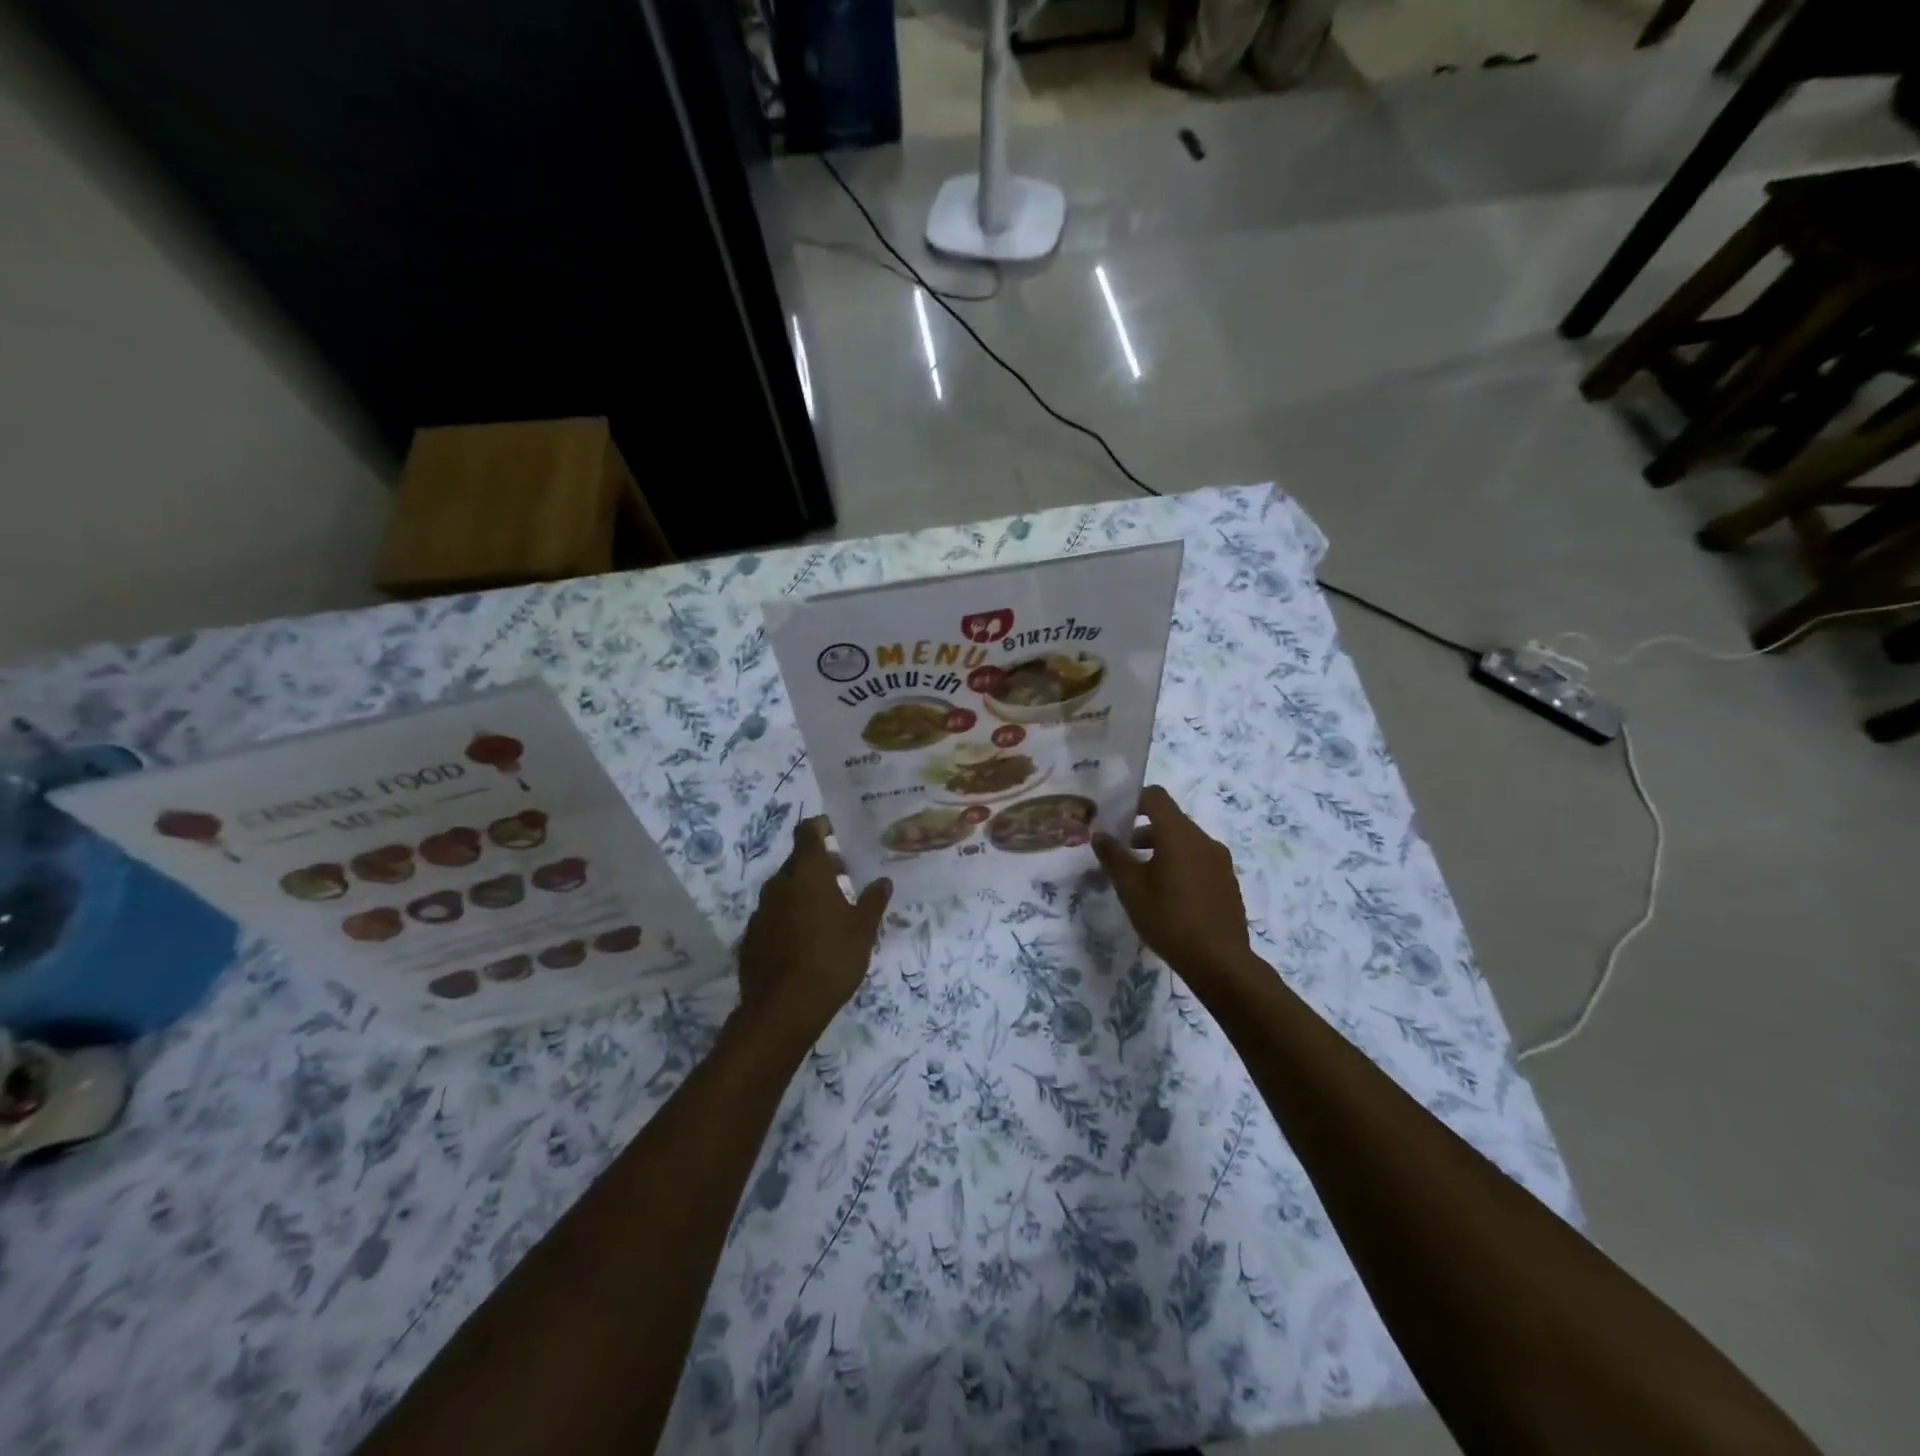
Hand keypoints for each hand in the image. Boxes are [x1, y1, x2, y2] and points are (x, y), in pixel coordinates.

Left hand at [734, 817, 891, 1047]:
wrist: (783, 1008)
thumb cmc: (831, 958)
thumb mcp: (863, 930)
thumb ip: (873, 901)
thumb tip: (883, 881)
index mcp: (808, 873)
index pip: (808, 832)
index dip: (820, 826)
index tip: (835, 830)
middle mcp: (779, 883)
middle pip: (798, 861)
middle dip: (819, 863)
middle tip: (844, 875)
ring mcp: (761, 910)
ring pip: (785, 888)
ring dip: (804, 890)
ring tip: (828, 910)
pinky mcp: (751, 936)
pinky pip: (774, 914)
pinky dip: (789, 915)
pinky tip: (805, 938)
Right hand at [1093, 786, 1253, 991]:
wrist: (1220, 962)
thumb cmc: (1169, 919)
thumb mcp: (1131, 889)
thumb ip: (1113, 857)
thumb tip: (1100, 835)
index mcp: (1179, 835)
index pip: (1156, 797)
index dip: (1134, 801)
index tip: (1116, 819)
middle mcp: (1203, 840)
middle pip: (1171, 821)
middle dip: (1144, 832)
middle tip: (1122, 854)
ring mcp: (1220, 861)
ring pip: (1185, 843)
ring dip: (1162, 850)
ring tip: (1142, 878)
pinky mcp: (1228, 882)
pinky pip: (1199, 861)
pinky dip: (1180, 866)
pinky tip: (1169, 897)